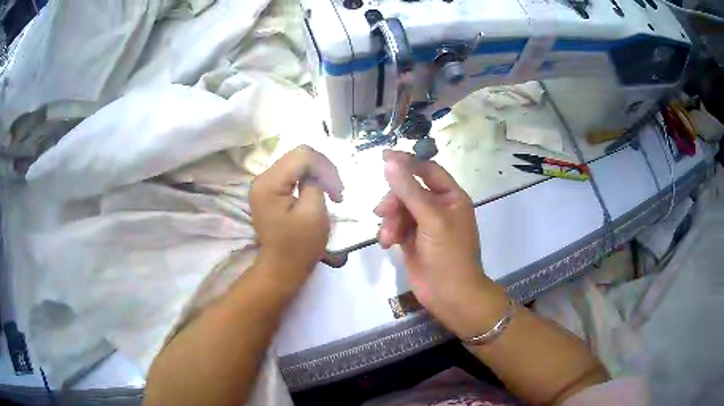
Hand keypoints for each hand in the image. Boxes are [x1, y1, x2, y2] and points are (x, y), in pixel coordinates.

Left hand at [250, 146, 343, 285]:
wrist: (282, 267)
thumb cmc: (299, 246)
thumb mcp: (313, 213)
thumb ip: (316, 183)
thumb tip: (317, 172)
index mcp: (269, 183)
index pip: (302, 155)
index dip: (325, 167)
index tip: (338, 192)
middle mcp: (262, 178)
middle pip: (298, 155)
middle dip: (323, 170)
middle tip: (337, 192)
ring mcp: (264, 183)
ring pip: (297, 162)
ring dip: (318, 174)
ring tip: (331, 192)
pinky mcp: (270, 189)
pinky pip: (292, 173)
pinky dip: (309, 179)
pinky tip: (318, 191)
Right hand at [375, 150, 504, 337]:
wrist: (450, 295)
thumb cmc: (449, 254)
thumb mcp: (431, 219)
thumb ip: (409, 190)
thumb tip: (389, 162)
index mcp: (451, 196)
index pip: (427, 169)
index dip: (407, 161)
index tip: (383, 157)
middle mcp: (438, 206)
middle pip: (408, 189)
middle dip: (394, 200)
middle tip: (382, 211)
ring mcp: (424, 224)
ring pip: (398, 208)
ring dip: (390, 220)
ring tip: (388, 237)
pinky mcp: (412, 239)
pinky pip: (395, 226)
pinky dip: (389, 232)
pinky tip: (387, 244)